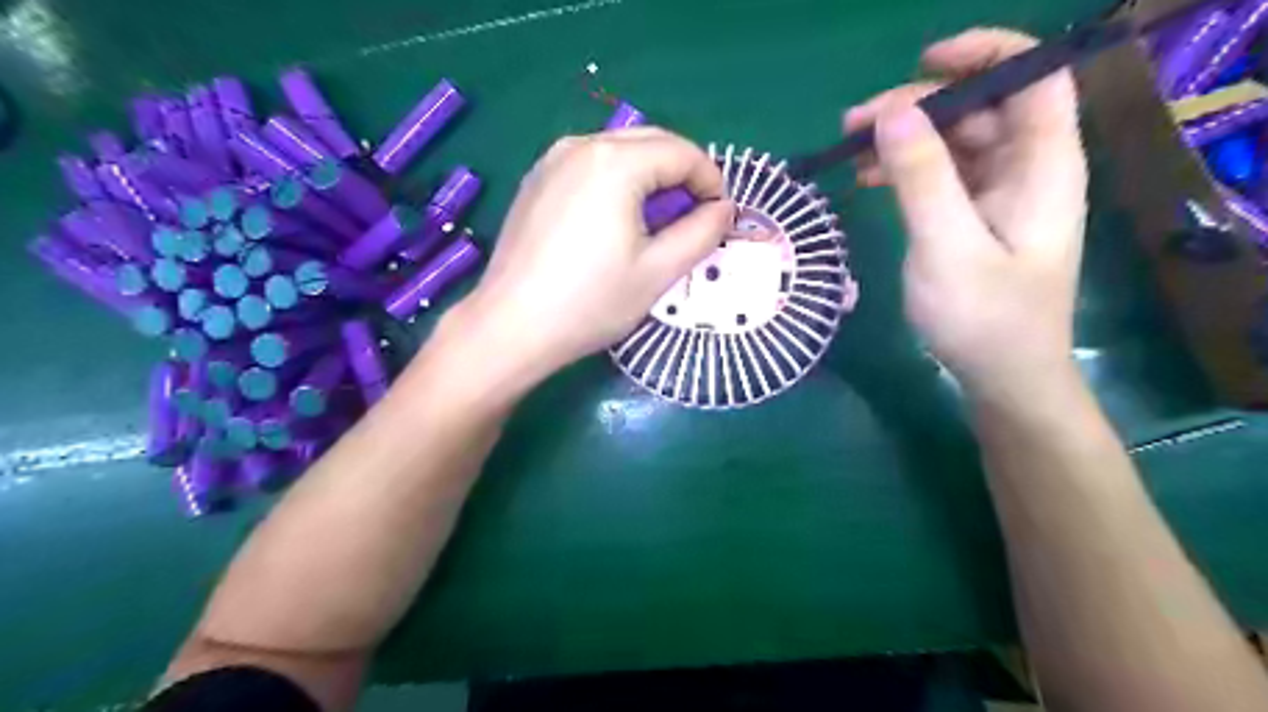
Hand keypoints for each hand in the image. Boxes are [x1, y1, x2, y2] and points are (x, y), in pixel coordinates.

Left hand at [456, 126, 733, 386]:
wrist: (511, 327)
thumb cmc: (590, 303)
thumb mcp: (658, 272)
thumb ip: (701, 233)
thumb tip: (724, 210)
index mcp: (615, 162)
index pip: (682, 152)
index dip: (711, 181)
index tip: (720, 217)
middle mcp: (581, 145)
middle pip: (651, 142)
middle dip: (682, 175)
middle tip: (694, 218)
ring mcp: (552, 160)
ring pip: (620, 151)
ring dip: (650, 177)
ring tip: (657, 222)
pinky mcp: (536, 181)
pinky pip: (591, 165)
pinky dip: (617, 182)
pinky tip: (616, 221)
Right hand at [844, 28, 1082, 399]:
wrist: (1002, 377)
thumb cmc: (984, 318)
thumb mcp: (947, 246)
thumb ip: (922, 177)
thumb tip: (892, 111)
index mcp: (1042, 165)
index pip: (1033, 77)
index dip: (986, 53)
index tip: (922, 60)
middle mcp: (1026, 170)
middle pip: (979, 108)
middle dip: (917, 106)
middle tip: (855, 125)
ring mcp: (999, 196)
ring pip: (953, 142)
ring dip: (903, 139)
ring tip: (850, 151)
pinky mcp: (975, 219)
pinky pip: (941, 176)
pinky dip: (905, 170)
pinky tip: (868, 179)